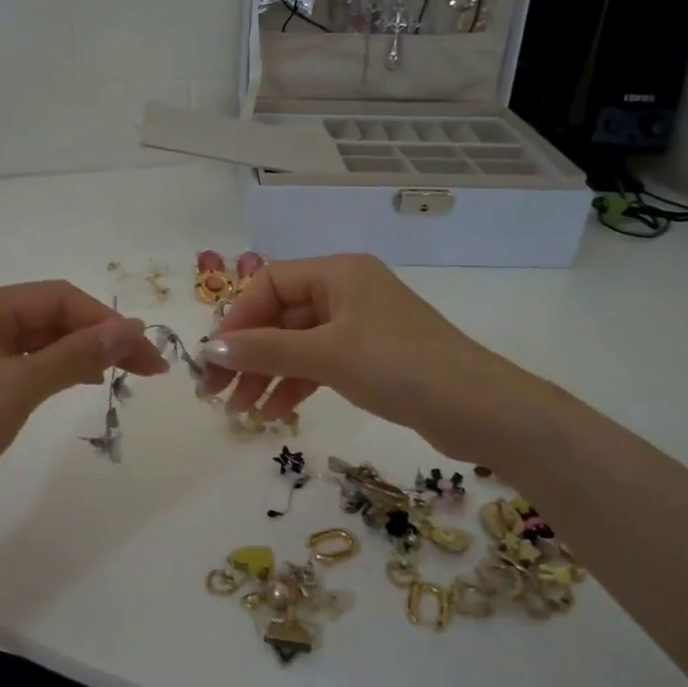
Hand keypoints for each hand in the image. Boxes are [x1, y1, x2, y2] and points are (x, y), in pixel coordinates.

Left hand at [0, 281, 166, 522]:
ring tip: (122, 375)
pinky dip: (56, 372)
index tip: (146, 351)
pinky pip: (24, 367)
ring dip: (81, 354)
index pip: (57, 298)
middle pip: (50, 317)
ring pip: (39, 343)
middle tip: (147, 369)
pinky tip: (79, 383)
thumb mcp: (18, 387)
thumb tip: (131, 329)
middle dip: (99, 337)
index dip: (106, 320)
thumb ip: (76, 354)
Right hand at [198, 254, 523, 459]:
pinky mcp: (371, 357)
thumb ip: (265, 351)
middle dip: (250, 354)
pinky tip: (276, 413)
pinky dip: (296, 384)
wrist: (477, 408)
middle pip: (281, 316)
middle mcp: (347, 291)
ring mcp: (360, 325)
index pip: (270, 284)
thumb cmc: (398, 367)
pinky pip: (320, 363)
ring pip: (298, 344)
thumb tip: (210, 348)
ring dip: (268, 375)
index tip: (216, 358)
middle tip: (219, 392)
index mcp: (338, 273)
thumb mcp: (326, 355)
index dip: (238, 319)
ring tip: (243, 412)